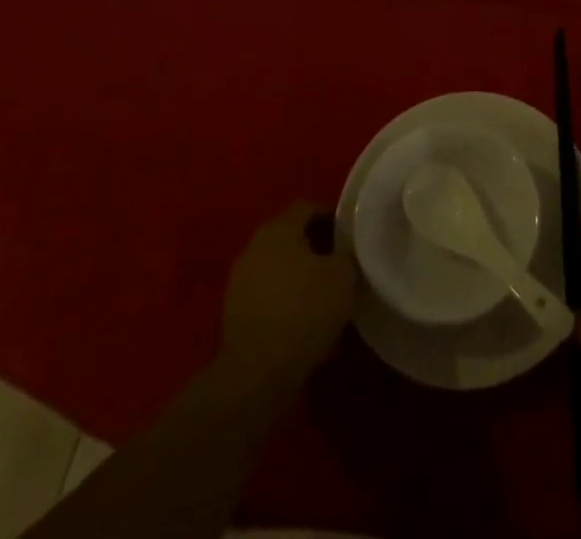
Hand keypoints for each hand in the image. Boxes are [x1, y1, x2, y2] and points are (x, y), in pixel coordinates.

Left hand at [217, 201, 356, 389]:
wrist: (255, 374)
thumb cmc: (304, 311)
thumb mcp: (343, 276)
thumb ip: (345, 254)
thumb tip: (342, 252)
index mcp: (279, 228)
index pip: (307, 207)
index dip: (330, 217)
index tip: (348, 235)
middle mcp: (254, 246)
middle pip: (289, 236)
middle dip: (313, 247)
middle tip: (337, 263)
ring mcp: (238, 281)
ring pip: (276, 267)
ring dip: (297, 276)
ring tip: (321, 296)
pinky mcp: (232, 314)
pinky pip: (265, 296)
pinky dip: (283, 301)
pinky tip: (301, 322)